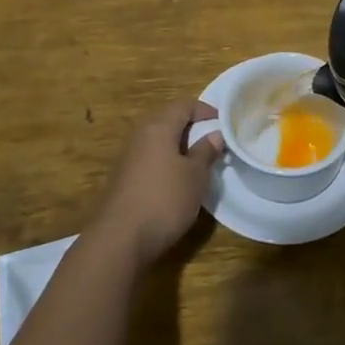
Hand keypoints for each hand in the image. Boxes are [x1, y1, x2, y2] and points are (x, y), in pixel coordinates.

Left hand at [91, 99, 224, 264]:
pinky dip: (167, 161)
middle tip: (213, 140)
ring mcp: (129, 157)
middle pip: (168, 119)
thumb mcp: (195, 176)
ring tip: (199, 160)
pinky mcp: (124, 178)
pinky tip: (177, 180)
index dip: (205, 109)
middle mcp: (140, 135)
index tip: (224, 122)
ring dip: (179, 145)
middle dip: (192, 126)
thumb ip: (206, 151)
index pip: (184, 105)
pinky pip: (150, 158)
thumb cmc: (164, 200)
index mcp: (158, 127)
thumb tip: (216, 134)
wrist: (119, 239)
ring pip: (158, 140)